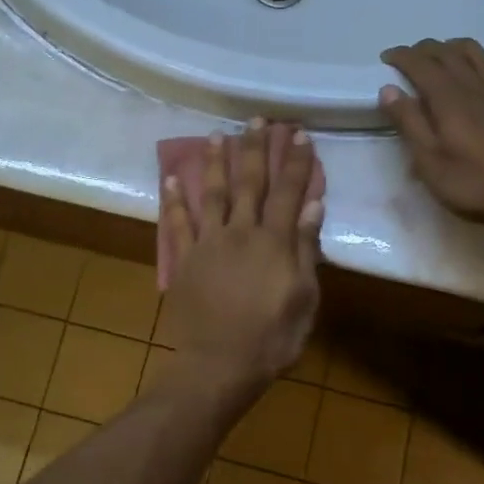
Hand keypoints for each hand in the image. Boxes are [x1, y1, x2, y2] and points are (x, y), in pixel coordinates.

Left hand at [159, 121, 321, 388]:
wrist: (219, 364)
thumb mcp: (304, 298)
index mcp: (274, 242)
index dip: (295, 162)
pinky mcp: (183, 260)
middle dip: (254, 148)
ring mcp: (207, 243)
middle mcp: (240, 232)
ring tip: (217, 134)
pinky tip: (170, 178)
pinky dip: (173, 200)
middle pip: (248, 182)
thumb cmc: (272, 338)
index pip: (287, 191)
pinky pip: (176, 223)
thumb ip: (306, 249)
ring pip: (211, 193)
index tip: (298, 134)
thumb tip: (312, 204)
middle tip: (256, 119)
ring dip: (214, 162)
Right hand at [379, 38, 483, 237]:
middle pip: (450, 55)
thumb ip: (409, 123)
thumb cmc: (474, 185)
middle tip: (410, 55)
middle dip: (426, 49)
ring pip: (481, 57)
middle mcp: (478, 88)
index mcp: (450, 100)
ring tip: (445, 51)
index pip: (422, 65)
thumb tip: (389, 89)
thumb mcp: (429, 162)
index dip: (402, 56)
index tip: (387, 57)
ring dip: (459, 47)